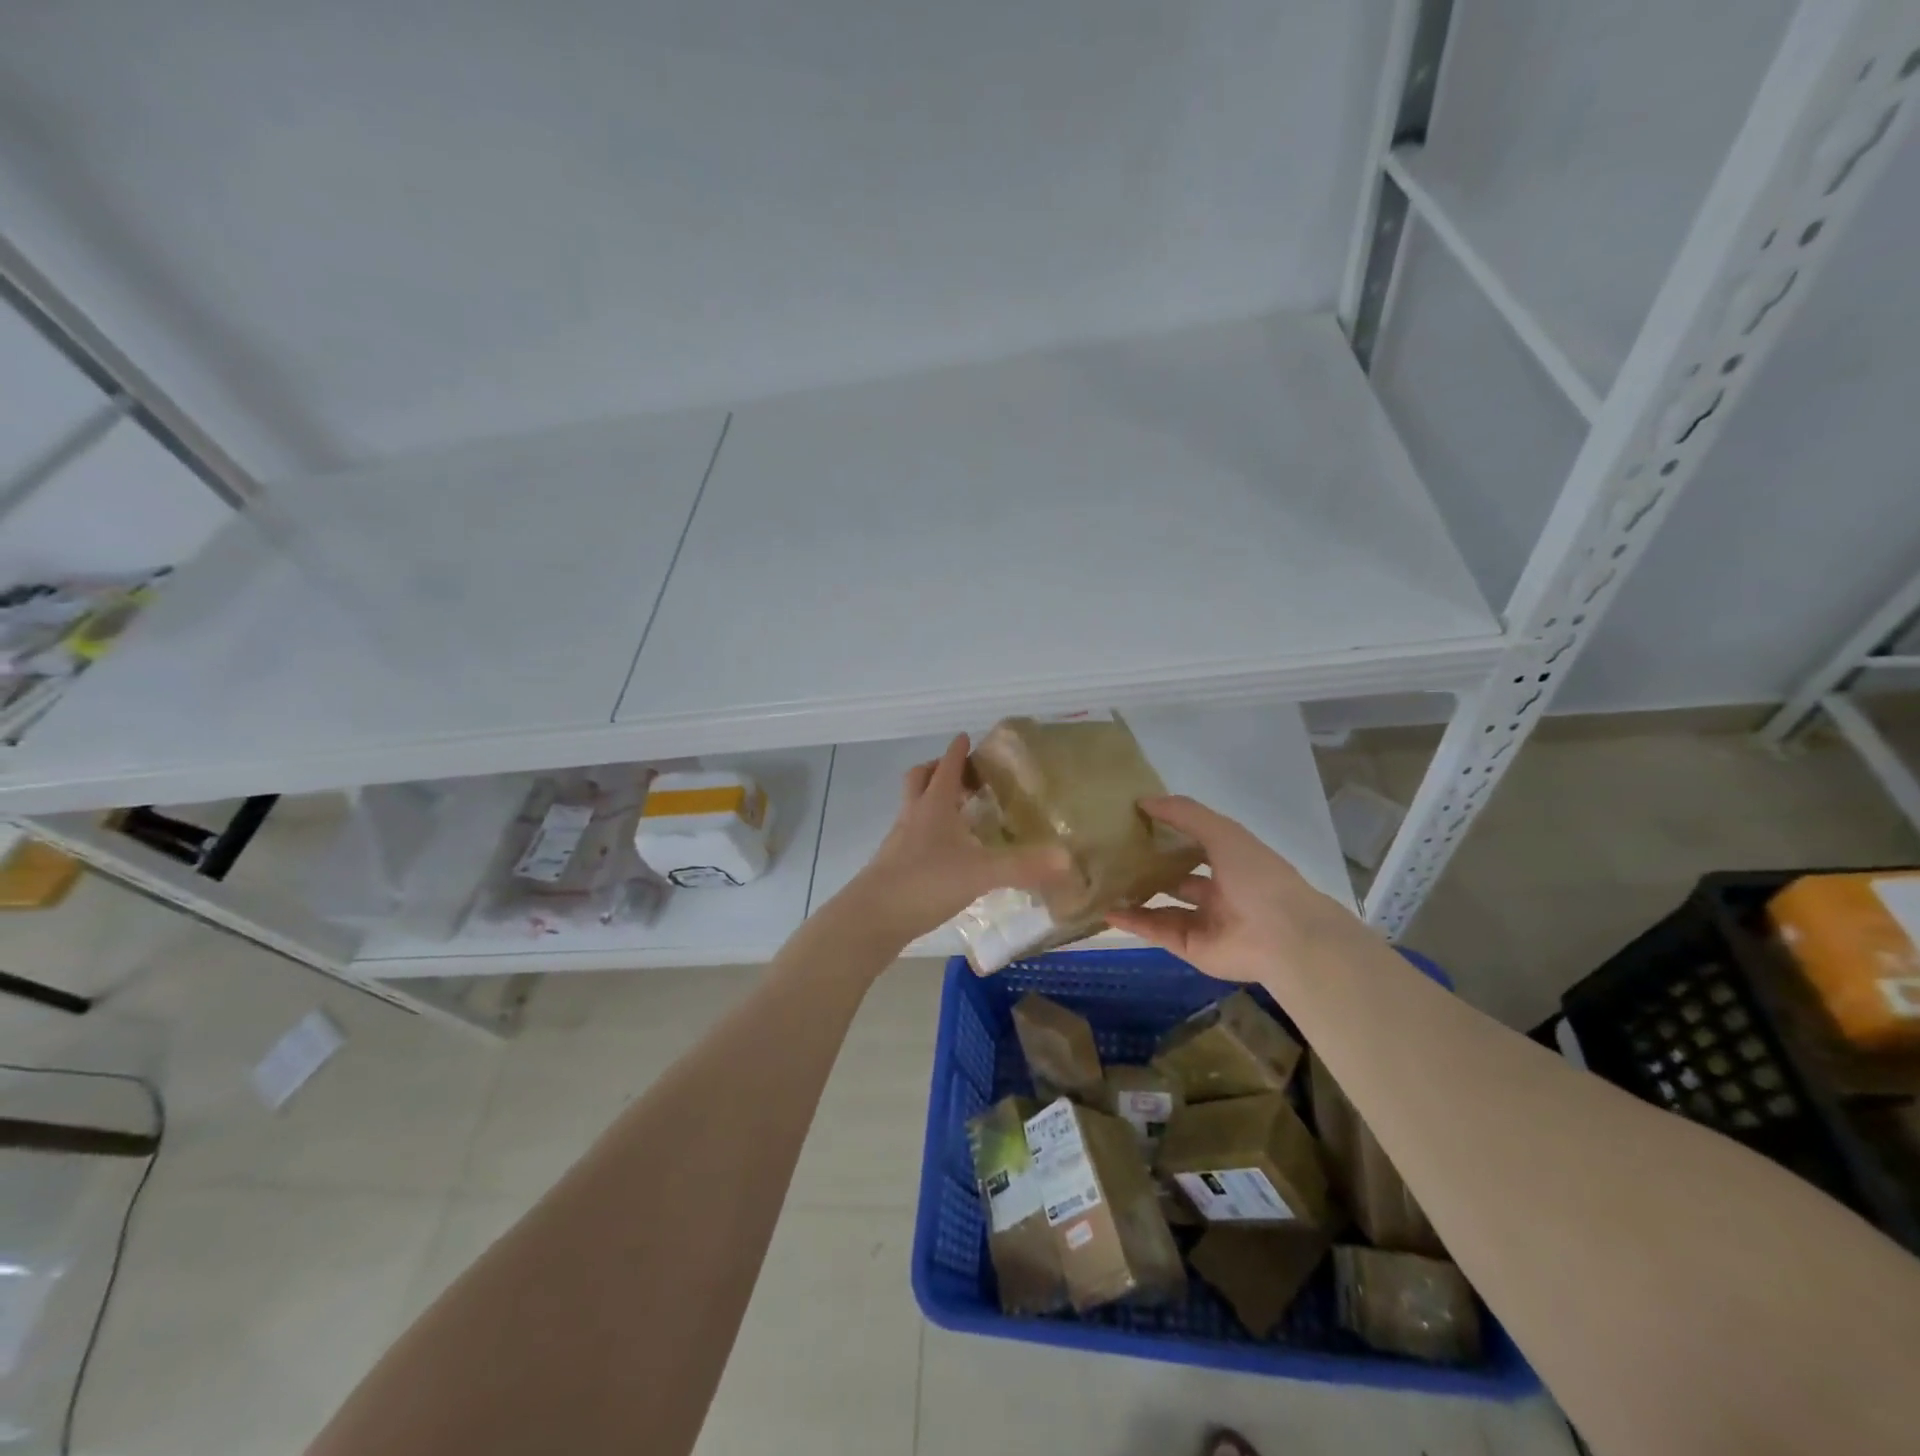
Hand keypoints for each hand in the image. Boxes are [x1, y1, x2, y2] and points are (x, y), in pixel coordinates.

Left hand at [847, 734, 1077, 943]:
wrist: (872, 917)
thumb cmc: (925, 882)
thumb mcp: (981, 873)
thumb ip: (1023, 866)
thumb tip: (1068, 859)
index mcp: (933, 805)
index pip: (947, 766)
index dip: (958, 751)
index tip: (966, 738)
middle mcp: (913, 815)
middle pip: (920, 779)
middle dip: (939, 771)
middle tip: (964, 777)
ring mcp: (899, 841)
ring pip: (914, 808)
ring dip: (933, 802)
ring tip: (959, 815)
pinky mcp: (893, 866)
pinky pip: (912, 837)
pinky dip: (929, 834)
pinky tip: (947, 855)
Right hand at [1106, 795, 1358, 983]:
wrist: (1283, 937)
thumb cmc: (1257, 877)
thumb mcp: (1223, 833)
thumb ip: (1184, 814)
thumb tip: (1142, 800)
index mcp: (1232, 864)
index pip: (1195, 845)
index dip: (1169, 834)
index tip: (1134, 822)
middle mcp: (1218, 892)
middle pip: (1177, 878)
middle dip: (1149, 868)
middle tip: (1112, 854)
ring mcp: (1204, 922)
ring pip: (1162, 907)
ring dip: (1136, 896)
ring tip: (1102, 882)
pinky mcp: (1190, 947)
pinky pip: (1157, 932)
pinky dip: (1133, 922)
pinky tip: (1107, 910)